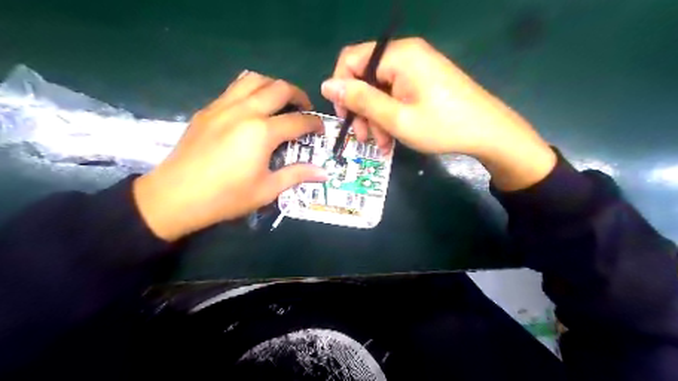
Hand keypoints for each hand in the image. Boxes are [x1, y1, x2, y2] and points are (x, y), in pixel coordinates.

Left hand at [132, 71, 328, 241]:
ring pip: (255, 79)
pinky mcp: (208, 109)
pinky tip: (253, 108)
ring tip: (280, 102)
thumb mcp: (267, 190)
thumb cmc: (226, 197)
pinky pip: (235, 88)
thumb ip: (297, 175)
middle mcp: (245, 111)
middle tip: (304, 110)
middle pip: (279, 88)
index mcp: (262, 132)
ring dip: (274, 86)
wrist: (175, 196)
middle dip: (299, 95)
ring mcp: (223, 106)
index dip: (314, 123)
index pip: (298, 121)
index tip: (321, 129)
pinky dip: (251, 90)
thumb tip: (324, 172)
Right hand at [322, 37, 555, 190]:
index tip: (345, 117)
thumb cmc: (442, 127)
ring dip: (375, 118)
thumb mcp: (396, 118)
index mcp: (399, 56)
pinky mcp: (423, 80)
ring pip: (379, 90)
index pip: (351, 60)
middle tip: (365, 138)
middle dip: (361, 110)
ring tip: (382, 145)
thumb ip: (361, 100)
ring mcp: (416, 67)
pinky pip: (395, 94)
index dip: (342, 89)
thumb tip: (327, 85)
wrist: (489, 133)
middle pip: (366, 77)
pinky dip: (390, 115)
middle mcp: (406, 54)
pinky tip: (392, 138)